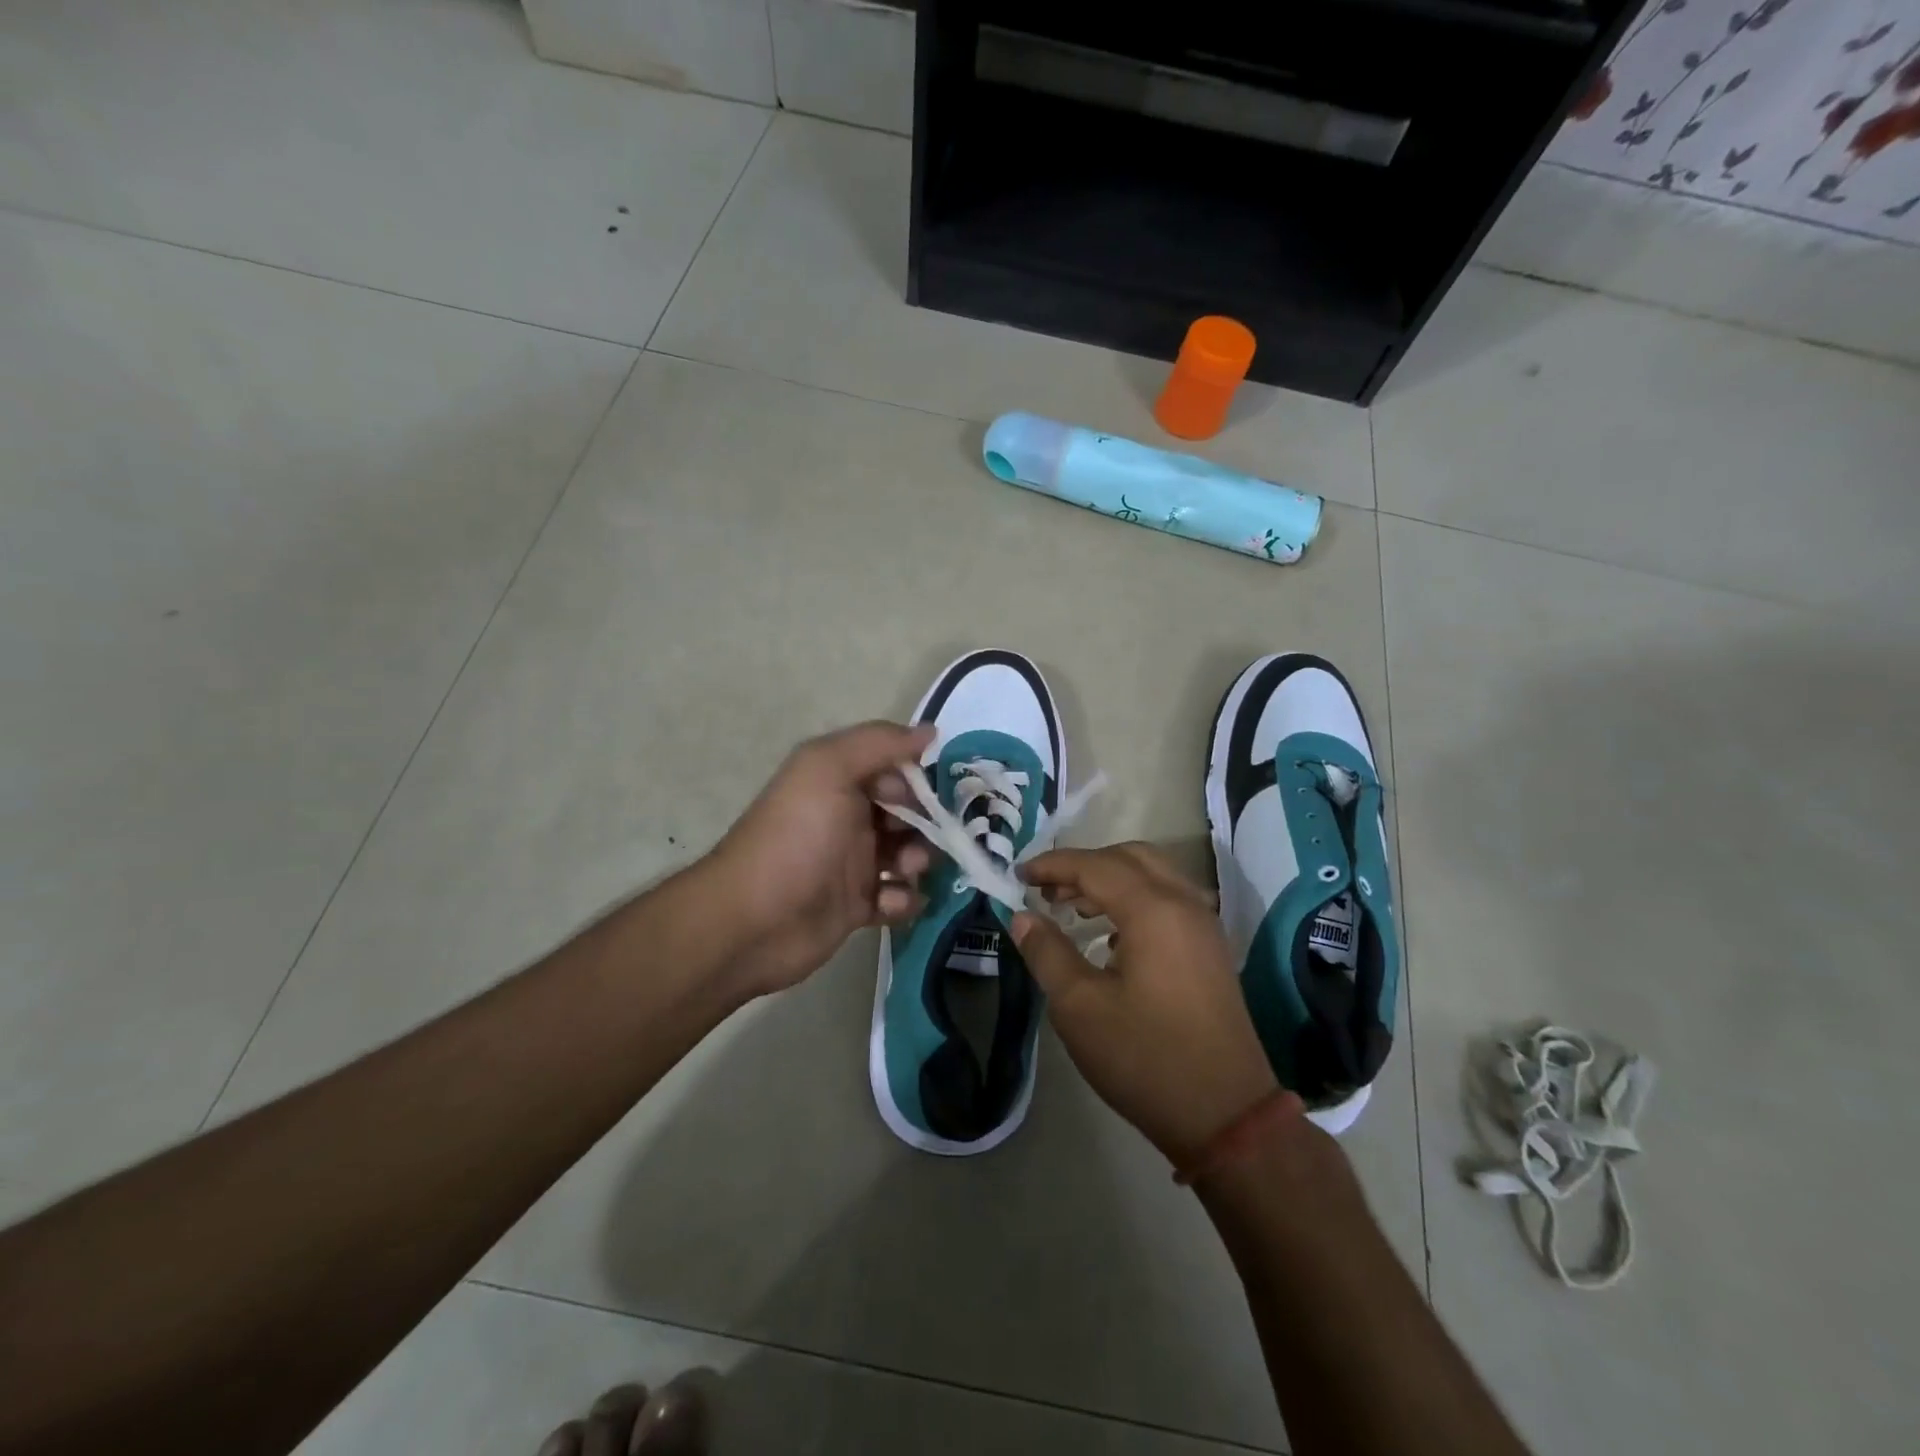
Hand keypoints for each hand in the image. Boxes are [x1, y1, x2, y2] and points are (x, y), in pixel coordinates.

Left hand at [706, 721, 934, 996]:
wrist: (754, 921)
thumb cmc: (796, 837)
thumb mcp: (829, 769)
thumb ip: (879, 743)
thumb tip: (929, 732)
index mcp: (838, 781)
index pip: (892, 768)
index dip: (915, 779)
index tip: (927, 796)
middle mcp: (847, 818)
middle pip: (906, 813)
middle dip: (925, 824)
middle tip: (923, 839)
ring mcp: (852, 864)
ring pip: (907, 856)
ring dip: (918, 862)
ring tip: (906, 872)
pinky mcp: (856, 907)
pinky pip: (897, 898)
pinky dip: (903, 900)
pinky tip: (890, 904)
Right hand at [1014, 843, 1277, 1164]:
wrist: (1226, 1114)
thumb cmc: (1144, 1058)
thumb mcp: (1080, 1007)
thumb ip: (1048, 952)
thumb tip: (1023, 917)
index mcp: (1153, 910)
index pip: (1094, 866)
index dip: (1052, 865)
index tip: (1018, 876)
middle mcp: (1184, 904)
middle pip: (1129, 857)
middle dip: (1084, 865)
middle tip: (1048, 890)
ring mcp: (1204, 925)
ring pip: (1153, 875)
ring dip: (1111, 880)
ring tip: (1072, 908)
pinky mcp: (1210, 949)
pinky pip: (1169, 900)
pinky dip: (1135, 899)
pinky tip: (1111, 937)